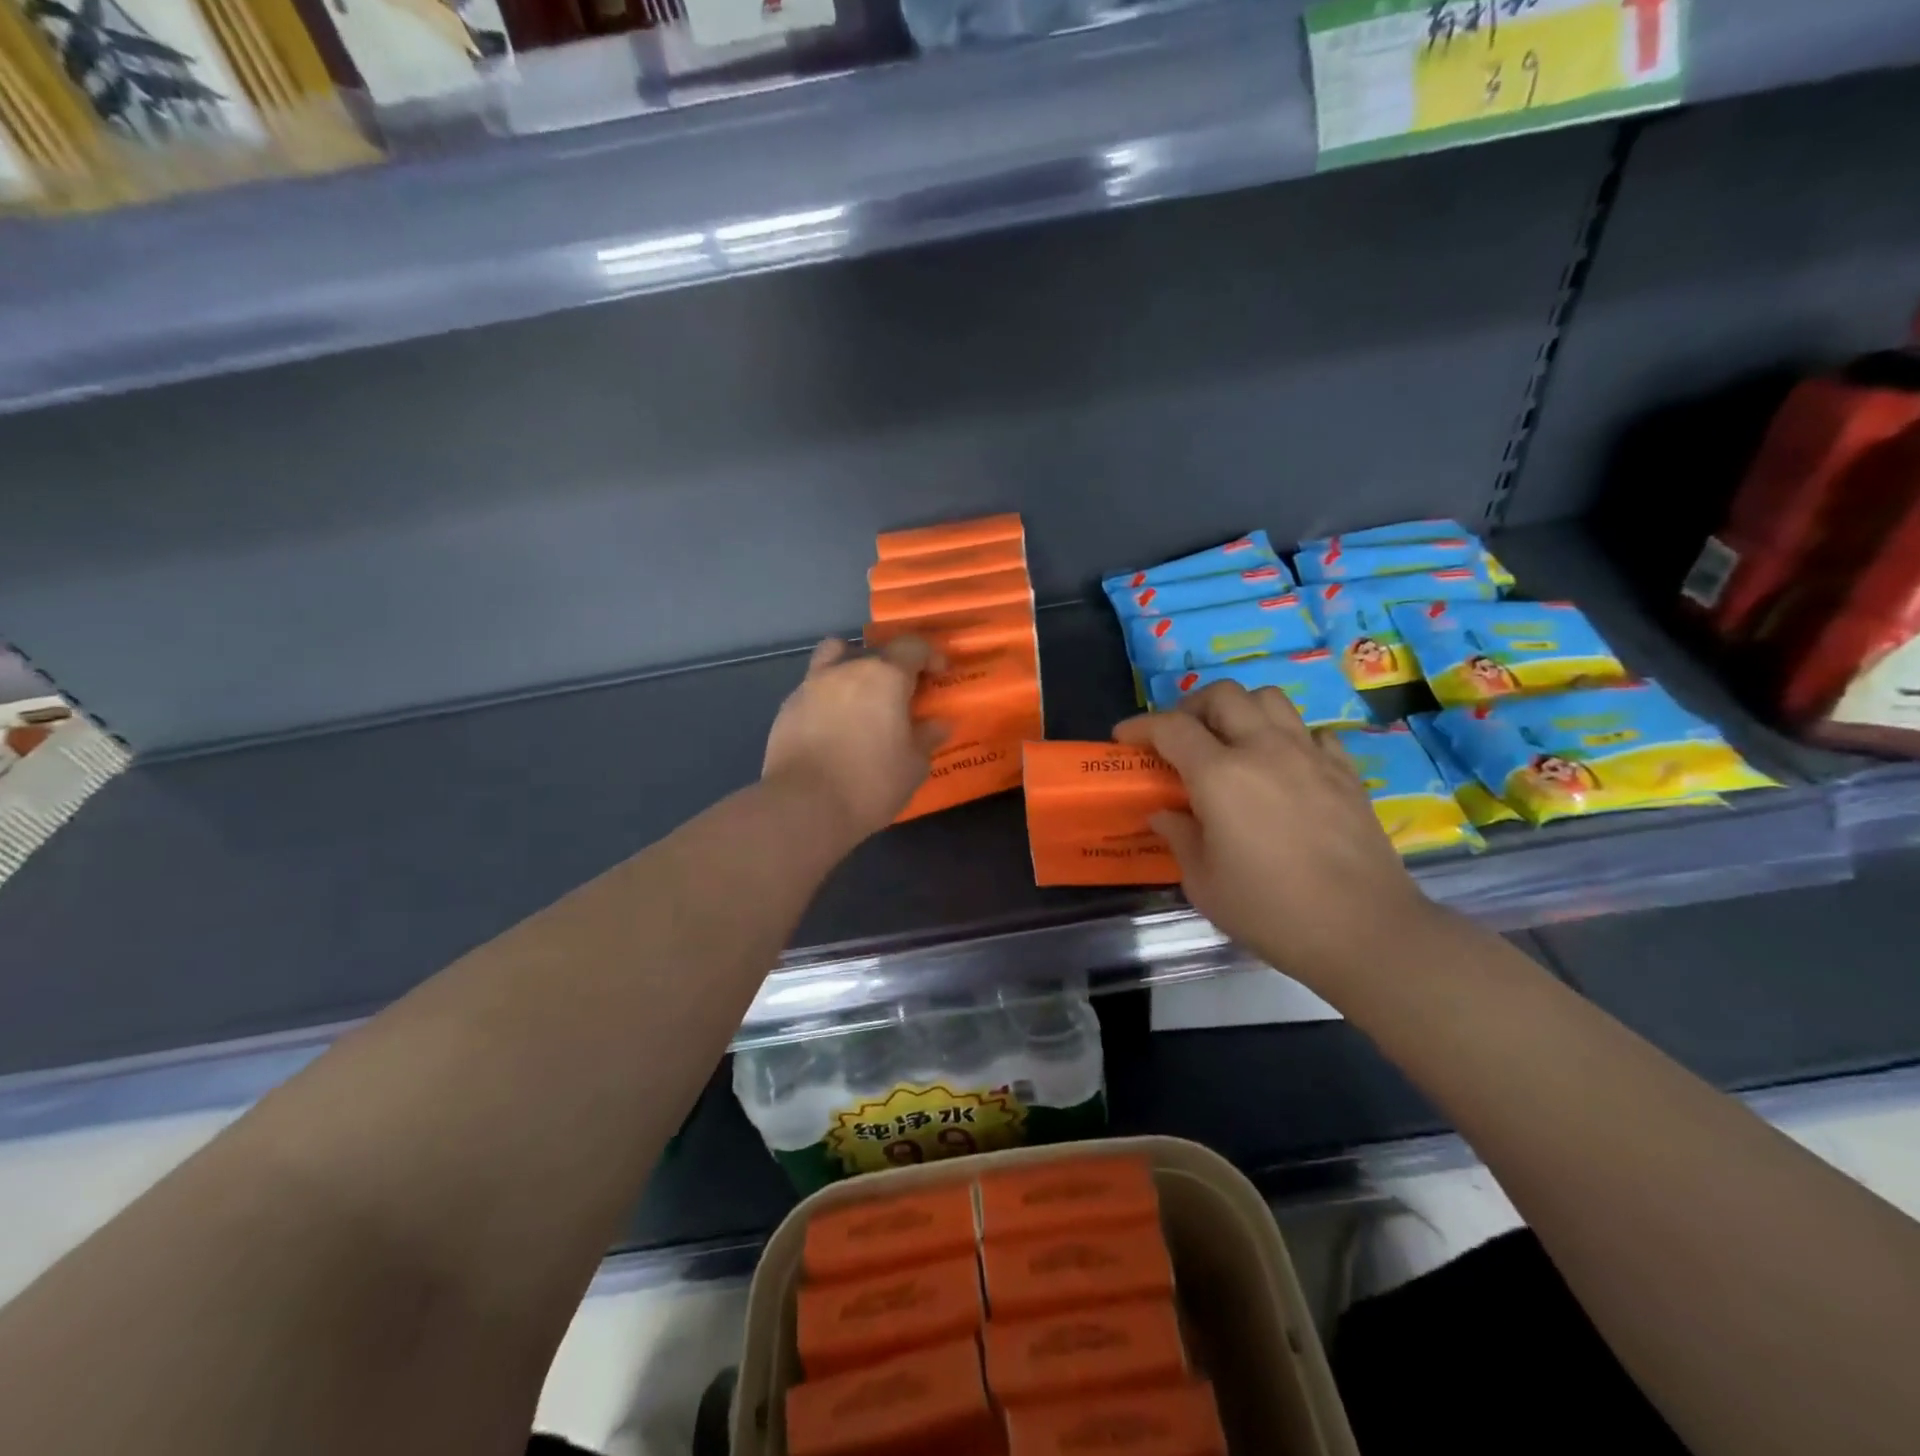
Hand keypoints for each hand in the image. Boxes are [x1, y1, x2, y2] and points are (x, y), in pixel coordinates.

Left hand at [763, 637, 947, 845]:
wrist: (803, 806)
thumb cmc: (870, 783)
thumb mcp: (913, 766)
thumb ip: (926, 738)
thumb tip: (937, 724)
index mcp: (885, 676)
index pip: (912, 646)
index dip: (929, 656)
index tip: (937, 674)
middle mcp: (847, 669)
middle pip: (873, 651)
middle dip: (890, 667)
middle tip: (899, 697)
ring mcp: (812, 685)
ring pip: (834, 658)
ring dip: (851, 672)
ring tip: (859, 702)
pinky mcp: (787, 708)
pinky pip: (814, 690)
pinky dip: (827, 699)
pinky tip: (832, 729)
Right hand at [1115, 682, 1437, 990]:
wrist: (1363, 931)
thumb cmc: (1270, 911)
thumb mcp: (1204, 883)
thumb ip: (1179, 837)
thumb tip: (1165, 813)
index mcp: (1220, 775)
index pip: (1171, 727)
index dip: (1140, 726)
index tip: (1123, 738)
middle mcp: (1264, 750)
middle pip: (1222, 694)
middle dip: (1190, 706)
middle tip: (1179, 737)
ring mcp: (1310, 756)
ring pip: (1270, 698)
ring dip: (1240, 710)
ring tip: (1230, 741)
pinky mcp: (1346, 772)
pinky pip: (1311, 732)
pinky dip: (1287, 736)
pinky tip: (1282, 765)